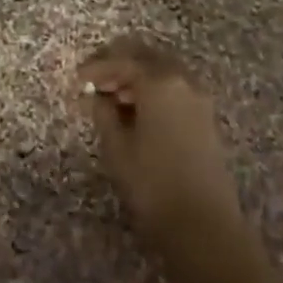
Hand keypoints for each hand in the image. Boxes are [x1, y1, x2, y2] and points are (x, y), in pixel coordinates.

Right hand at [78, 40, 251, 282]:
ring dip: (136, 75)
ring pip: (162, 69)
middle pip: (146, 55)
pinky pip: (174, 86)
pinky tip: (136, 110)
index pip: (122, 60)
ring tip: (111, 97)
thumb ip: (103, 113)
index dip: (96, 66)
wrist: (205, 226)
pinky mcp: (205, 116)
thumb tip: (97, 96)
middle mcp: (182, 80)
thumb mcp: (117, 148)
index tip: (76, 79)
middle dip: (118, 62)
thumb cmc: (153, 185)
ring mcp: (198, 97)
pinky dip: (153, 88)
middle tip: (93, 79)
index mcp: (159, 82)